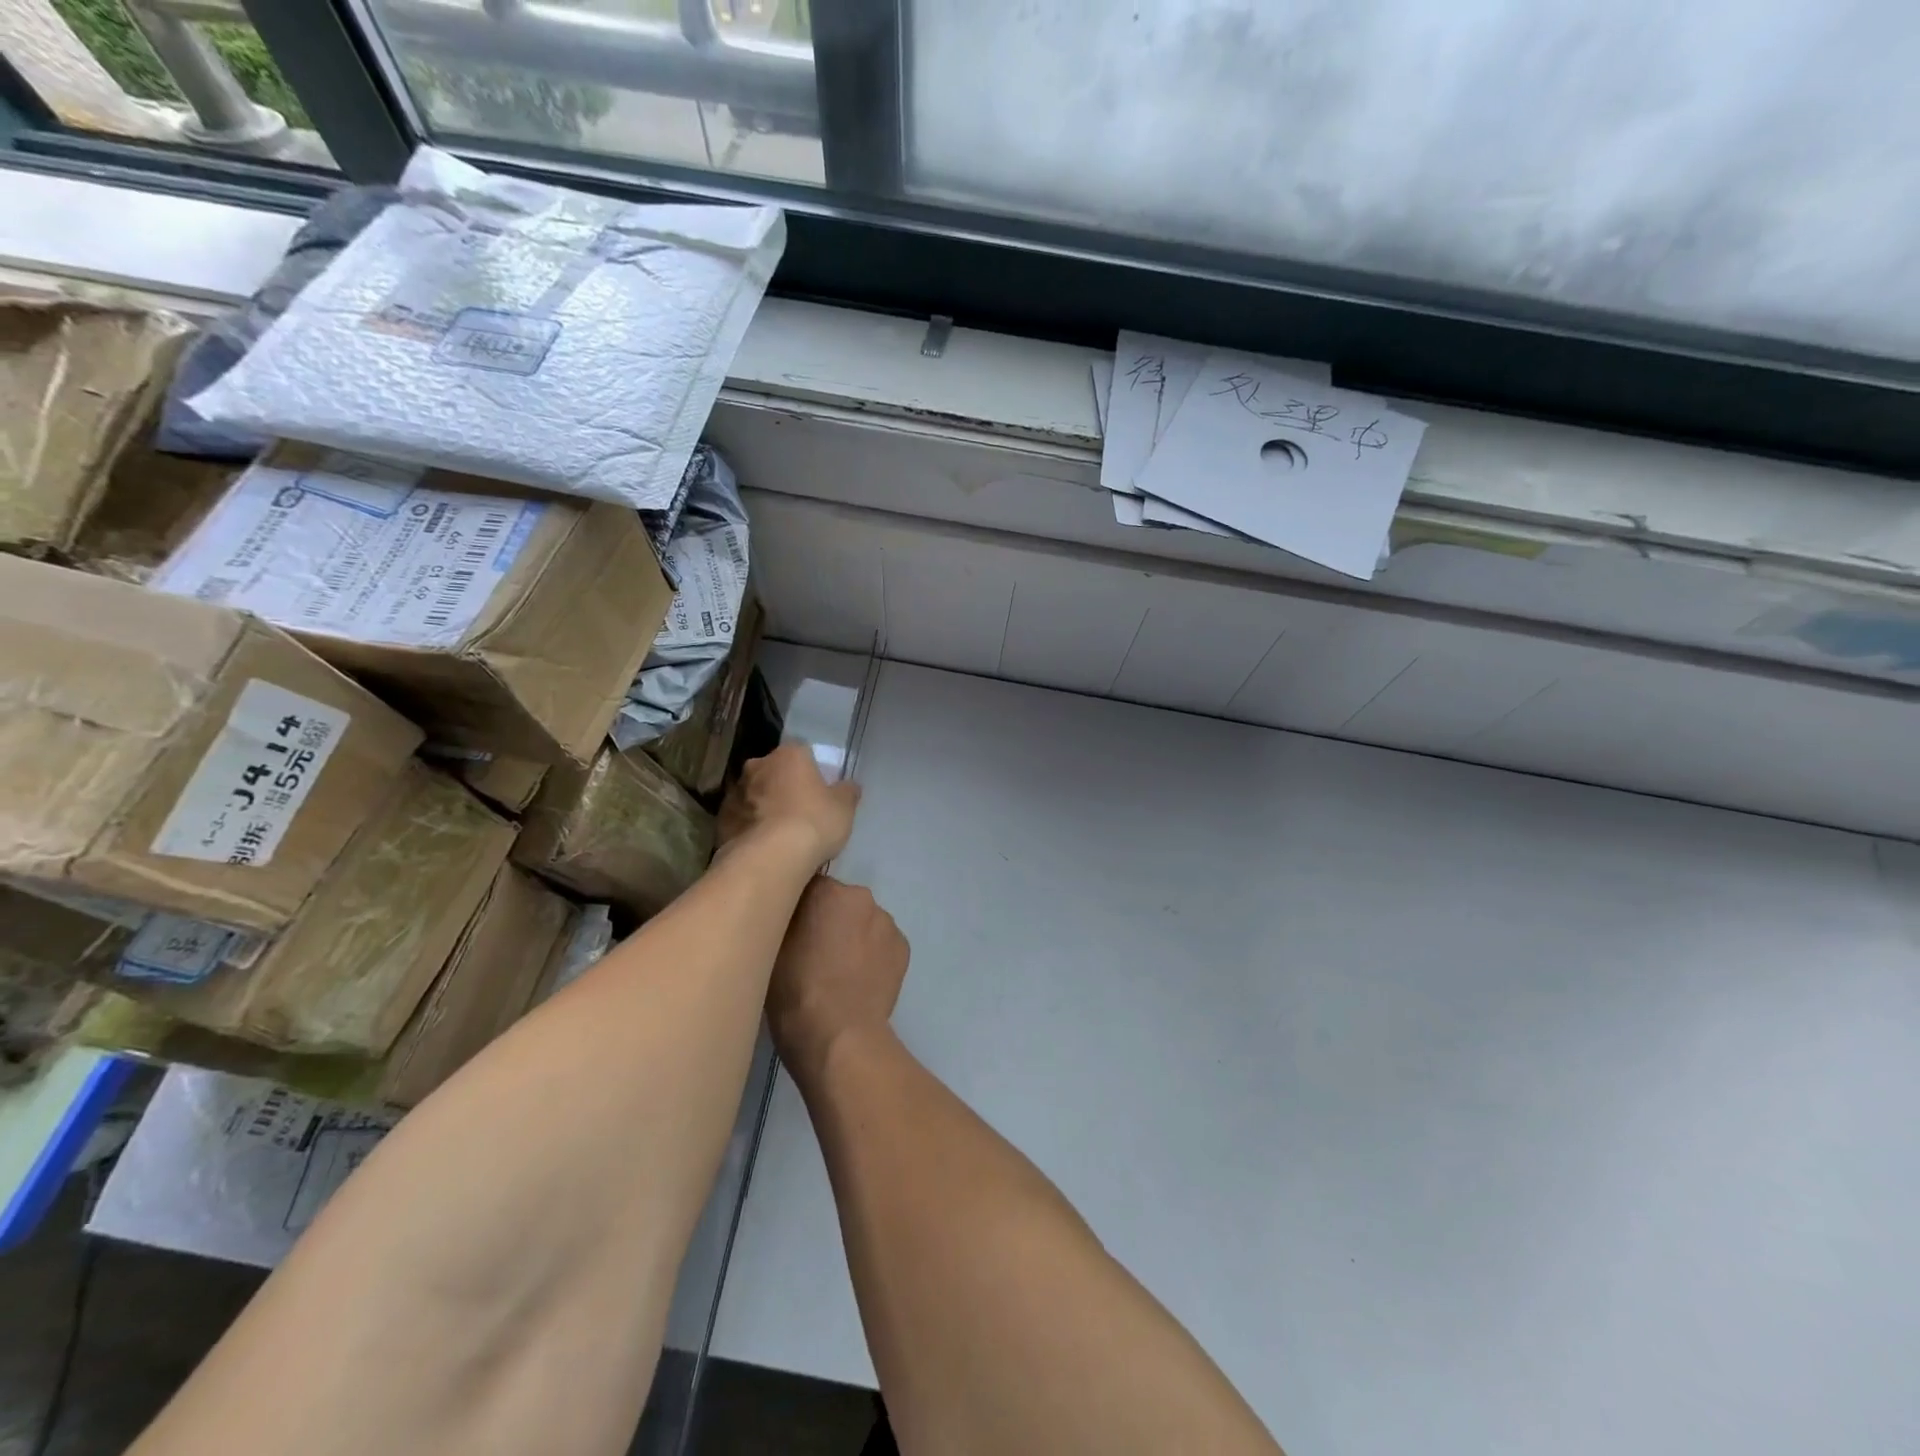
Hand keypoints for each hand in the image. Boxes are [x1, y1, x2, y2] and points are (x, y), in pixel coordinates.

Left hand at [719, 744, 860, 867]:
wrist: (771, 857)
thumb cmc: (814, 822)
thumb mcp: (844, 808)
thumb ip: (847, 792)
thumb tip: (849, 786)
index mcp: (789, 755)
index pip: (802, 753)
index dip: (811, 771)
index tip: (818, 790)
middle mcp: (758, 765)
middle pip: (774, 771)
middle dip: (783, 786)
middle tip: (798, 810)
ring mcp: (735, 792)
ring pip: (754, 794)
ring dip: (764, 806)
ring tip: (779, 833)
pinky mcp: (720, 819)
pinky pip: (740, 818)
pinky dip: (749, 827)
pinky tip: (762, 846)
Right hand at [768, 876, 908, 1081]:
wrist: (838, 1035)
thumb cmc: (795, 989)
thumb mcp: (771, 945)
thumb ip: (784, 914)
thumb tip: (791, 905)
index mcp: (829, 890)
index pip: (808, 885)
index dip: (798, 908)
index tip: (790, 930)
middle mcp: (863, 898)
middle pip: (840, 902)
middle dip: (828, 920)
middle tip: (813, 953)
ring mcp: (888, 923)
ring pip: (862, 922)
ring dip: (852, 936)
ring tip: (837, 972)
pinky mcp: (904, 948)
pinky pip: (881, 943)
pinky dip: (871, 955)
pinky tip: (858, 980)